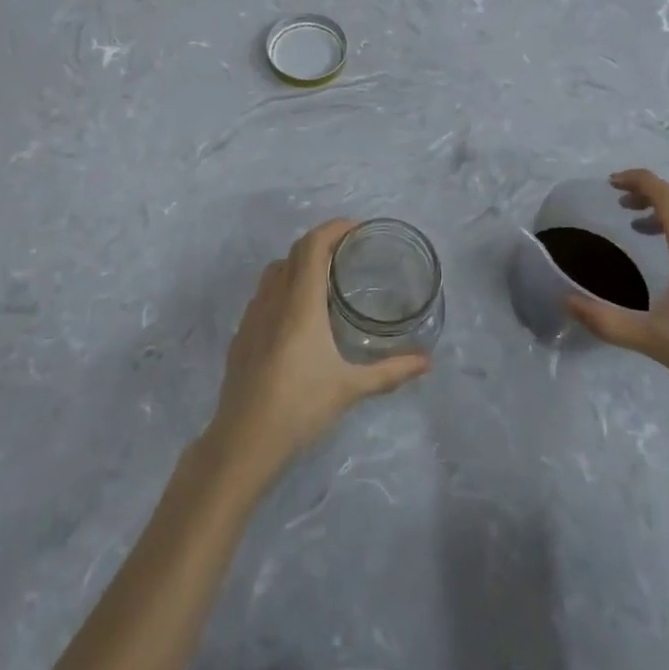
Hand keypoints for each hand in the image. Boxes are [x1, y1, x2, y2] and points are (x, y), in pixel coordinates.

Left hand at [206, 219, 429, 476]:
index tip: (356, 228)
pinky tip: (297, 315)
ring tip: (324, 277)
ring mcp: (252, 315)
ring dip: (299, 262)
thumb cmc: (300, 407)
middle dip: (321, 242)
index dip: (333, 228)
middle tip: (348, 251)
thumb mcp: (350, 388)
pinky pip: (263, 294)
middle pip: (295, 252)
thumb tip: (426, 362)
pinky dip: (283, 286)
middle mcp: (274, 299)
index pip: (313, 245)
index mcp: (300, 302)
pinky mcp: (242, 334)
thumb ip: (390, 371)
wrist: (243, 441)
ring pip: (275, 271)